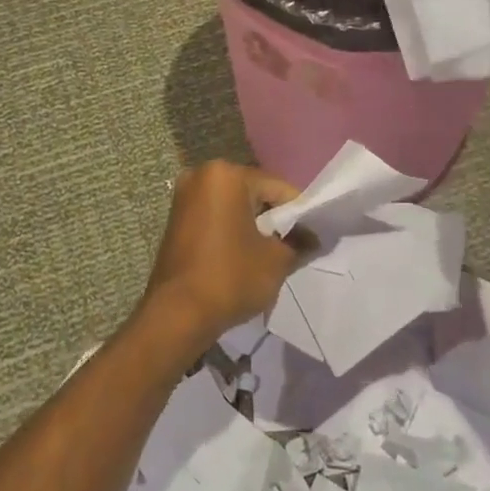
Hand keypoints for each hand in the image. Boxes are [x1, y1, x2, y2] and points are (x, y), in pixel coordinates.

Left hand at [136, 161, 301, 352]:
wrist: (176, 316)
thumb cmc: (230, 277)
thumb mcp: (276, 260)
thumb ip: (299, 242)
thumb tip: (314, 238)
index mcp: (226, 175)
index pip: (277, 188)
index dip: (299, 213)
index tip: (313, 236)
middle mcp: (201, 176)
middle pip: (254, 193)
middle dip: (274, 218)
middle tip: (293, 245)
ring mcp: (184, 197)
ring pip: (234, 206)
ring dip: (252, 225)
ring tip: (269, 254)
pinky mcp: (175, 220)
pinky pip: (215, 218)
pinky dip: (232, 231)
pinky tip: (244, 256)